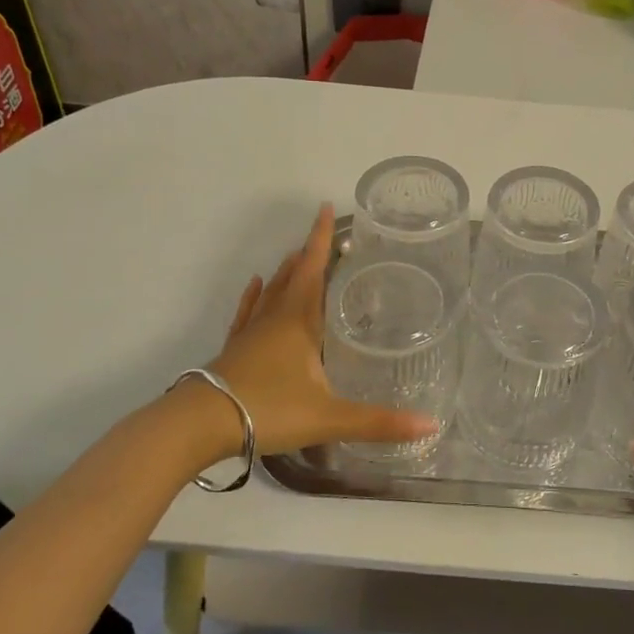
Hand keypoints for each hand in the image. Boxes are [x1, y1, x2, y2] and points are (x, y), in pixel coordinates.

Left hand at [194, 204, 437, 458]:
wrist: (202, 425)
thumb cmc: (269, 410)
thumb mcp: (329, 417)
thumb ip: (378, 421)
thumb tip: (431, 425)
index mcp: (299, 321)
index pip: (314, 269)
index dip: (322, 239)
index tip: (326, 208)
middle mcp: (275, 318)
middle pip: (293, 276)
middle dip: (309, 254)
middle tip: (324, 238)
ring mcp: (251, 333)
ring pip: (271, 292)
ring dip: (285, 272)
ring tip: (295, 256)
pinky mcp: (234, 350)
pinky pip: (247, 313)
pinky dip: (253, 296)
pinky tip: (254, 286)